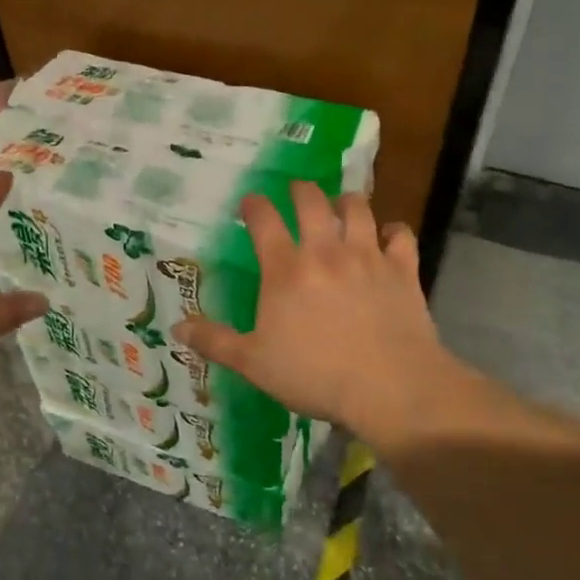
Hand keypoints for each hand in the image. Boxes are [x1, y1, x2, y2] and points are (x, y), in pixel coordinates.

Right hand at [171, 181, 472, 452]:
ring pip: (357, 209)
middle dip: (300, 190)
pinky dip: (393, 230)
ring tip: (340, 205)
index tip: (250, 202)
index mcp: (284, 269)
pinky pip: (401, 235)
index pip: (263, 220)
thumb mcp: (253, 363)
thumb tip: (176, 326)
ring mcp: (366, 257)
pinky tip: (387, 235)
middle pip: (311, 201)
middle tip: (296, 192)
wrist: (390, 389)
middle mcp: (324, 251)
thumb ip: (215, 341)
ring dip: (346, 201)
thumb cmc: (314, 375)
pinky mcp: (402, 270)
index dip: (254, 205)